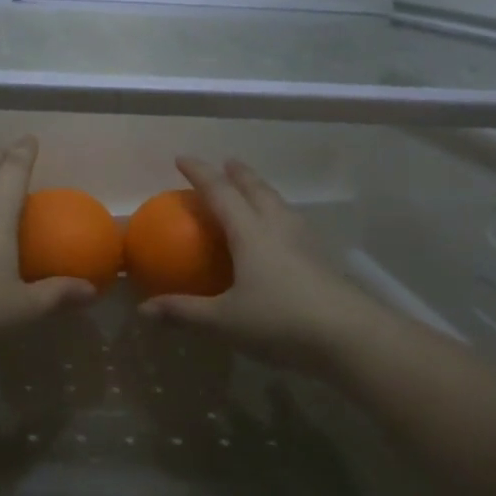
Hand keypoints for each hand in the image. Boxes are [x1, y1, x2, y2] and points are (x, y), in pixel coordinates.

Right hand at [138, 157, 370, 371]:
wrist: (351, 337)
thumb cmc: (281, 321)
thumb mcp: (224, 321)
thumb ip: (184, 313)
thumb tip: (143, 310)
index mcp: (251, 233)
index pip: (220, 193)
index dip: (200, 173)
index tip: (182, 158)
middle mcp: (278, 228)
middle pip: (257, 189)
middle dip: (238, 173)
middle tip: (226, 163)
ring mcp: (304, 242)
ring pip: (279, 204)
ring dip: (261, 191)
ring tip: (252, 191)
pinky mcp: (320, 260)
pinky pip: (292, 224)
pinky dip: (277, 216)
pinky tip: (278, 234)